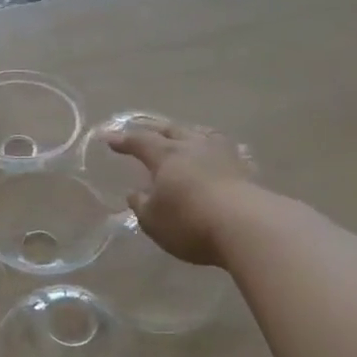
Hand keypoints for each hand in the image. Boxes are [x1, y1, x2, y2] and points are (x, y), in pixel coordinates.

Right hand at [105, 121, 253, 266]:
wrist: (248, 227)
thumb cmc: (190, 222)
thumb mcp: (153, 220)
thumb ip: (142, 205)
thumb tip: (136, 193)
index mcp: (166, 155)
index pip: (139, 141)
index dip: (122, 140)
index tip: (107, 137)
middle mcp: (193, 147)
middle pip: (171, 130)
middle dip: (154, 129)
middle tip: (144, 130)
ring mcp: (222, 155)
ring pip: (201, 134)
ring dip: (188, 133)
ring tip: (183, 136)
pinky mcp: (245, 170)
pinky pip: (225, 152)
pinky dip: (215, 151)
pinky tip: (218, 157)